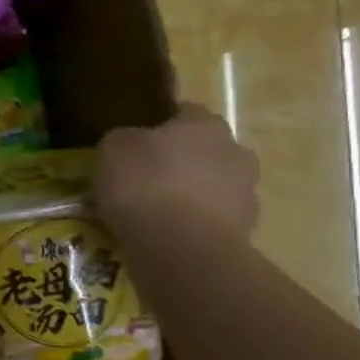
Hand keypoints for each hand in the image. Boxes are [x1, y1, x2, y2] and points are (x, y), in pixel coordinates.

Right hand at [95, 103, 260, 239]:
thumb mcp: (113, 149)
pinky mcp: (244, 230)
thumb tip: (130, 144)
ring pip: (210, 186)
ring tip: (151, 212)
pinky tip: (163, 235)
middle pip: (203, 150)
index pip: (185, 112)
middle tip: (143, 177)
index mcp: (205, 125)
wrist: (181, 247)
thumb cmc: (144, 184)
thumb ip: (124, 140)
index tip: (135, 141)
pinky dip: (191, 223)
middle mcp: (235, 152)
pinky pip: (210, 219)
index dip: (158, 124)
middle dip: (178, 161)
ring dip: (187, 194)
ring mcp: (246, 193)